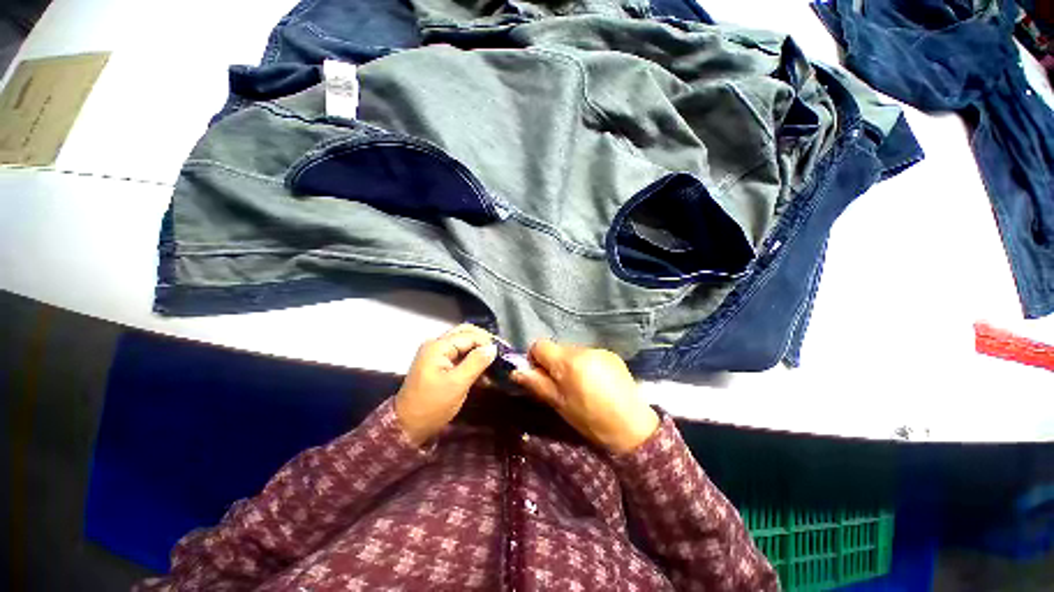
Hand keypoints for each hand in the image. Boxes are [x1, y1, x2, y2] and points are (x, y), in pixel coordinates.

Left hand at [395, 324, 497, 445]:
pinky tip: (484, 370)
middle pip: (465, 334)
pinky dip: (472, 359)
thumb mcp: (457, 384)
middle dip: (484, 341)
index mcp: (438, 346)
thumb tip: (493, 348)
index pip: (469, 335)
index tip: (504, 352)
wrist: (407, 427)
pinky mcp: (439, 365)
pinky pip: (459, 355)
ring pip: (463, 344)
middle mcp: (436, 345)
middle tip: (501, 352)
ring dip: (479, 350)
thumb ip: (476, 362)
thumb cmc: (432, 405)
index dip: (487, 342)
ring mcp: (436, 354)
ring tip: (496, 360)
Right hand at [512, 340, 658, 454]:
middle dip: (555, 363)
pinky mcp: (611, 354)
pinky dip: (586, 365)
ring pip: (573, 351)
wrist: (633, 427)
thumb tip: (515, 371)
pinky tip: (596, 383)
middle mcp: (583, 349)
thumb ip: (537, 384)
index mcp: (567, 362)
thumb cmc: (591, 420)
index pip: (540, 345)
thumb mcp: (559, 405)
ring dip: (571, 364)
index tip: (541, 375)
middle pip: (557, 348)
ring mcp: (599, 350)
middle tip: (562, 386)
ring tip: (582, 385)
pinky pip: (589, 354)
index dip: (536, 359)